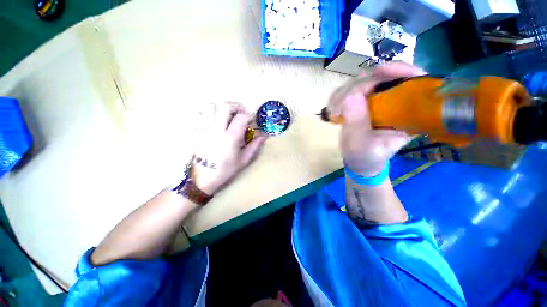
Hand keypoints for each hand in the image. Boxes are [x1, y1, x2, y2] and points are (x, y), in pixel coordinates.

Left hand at [191, 102, 266, 194]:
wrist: (203, 177)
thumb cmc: (225, 170)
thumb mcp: (243, 160)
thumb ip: (254, 145)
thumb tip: (263, 135)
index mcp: (230, 138)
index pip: (241, 117)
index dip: (248, 116)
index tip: (251, 120)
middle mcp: (216, 129)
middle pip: (225, 106)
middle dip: (236, 106)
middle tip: (241, 113)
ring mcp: (204, 128)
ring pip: (212, 107)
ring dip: (222, 108)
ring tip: (228, 116)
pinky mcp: (196, 130)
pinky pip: (201, 114)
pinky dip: (210, 113)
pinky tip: (215, 121)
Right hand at [329, 63, 424, 176]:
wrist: (358, 159)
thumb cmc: (366, 156)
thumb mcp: (362, 145)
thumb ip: (357, 123)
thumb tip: (351, 95)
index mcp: (407, 113)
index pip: (413, 81)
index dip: (400, 70)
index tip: (378, 71)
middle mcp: (394, 101)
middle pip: (381, 76)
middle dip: (358, 86)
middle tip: (341, 105)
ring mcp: (376, 99)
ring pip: (362, 80)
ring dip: (344, 92)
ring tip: (335, 111)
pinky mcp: (361, 101)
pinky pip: (348, 89)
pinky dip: (337, 96)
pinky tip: (333, 109)